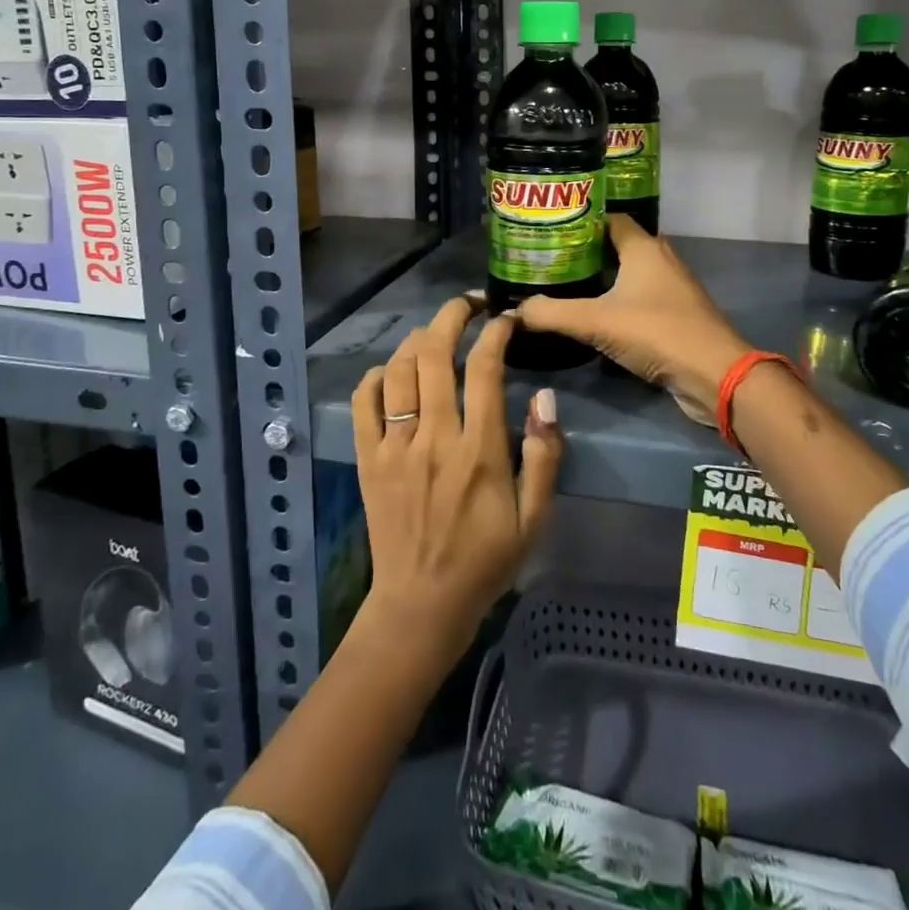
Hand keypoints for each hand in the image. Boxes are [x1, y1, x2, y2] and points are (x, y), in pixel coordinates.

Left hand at [351, 295, 564, 666]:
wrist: (421, 604)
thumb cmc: (485, 560)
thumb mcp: (534, 517)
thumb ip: (544, 456)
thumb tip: (544, 397)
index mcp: (478, 450)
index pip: (485, 369)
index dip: (496, 333)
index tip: (506, 319)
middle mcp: (434, 437)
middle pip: (435, 354)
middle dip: (452, 316)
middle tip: (467, 305)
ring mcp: (395, 445)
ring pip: (398, 370)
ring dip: (417, 340)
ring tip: (435, 334)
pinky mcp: (368, 458)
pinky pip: (363, 401)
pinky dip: (375, 376)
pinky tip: (392, 372)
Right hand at [519, 215, 752, 419]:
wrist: (713, 374)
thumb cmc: (656, 332)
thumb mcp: (595, 322)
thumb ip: (552, 314)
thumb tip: (513, 311)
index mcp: (643, 247)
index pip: (607, 219)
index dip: (578, 222)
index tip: (547, 231)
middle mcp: (660, 259)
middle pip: (616, 245)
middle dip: (583, 252)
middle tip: (548, 261)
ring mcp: (671, 287)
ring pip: (628, 273)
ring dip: (601, 279)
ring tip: (563, 286)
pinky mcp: (675, 314)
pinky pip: (639, 297)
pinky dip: (617, 301)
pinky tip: (593, 315)